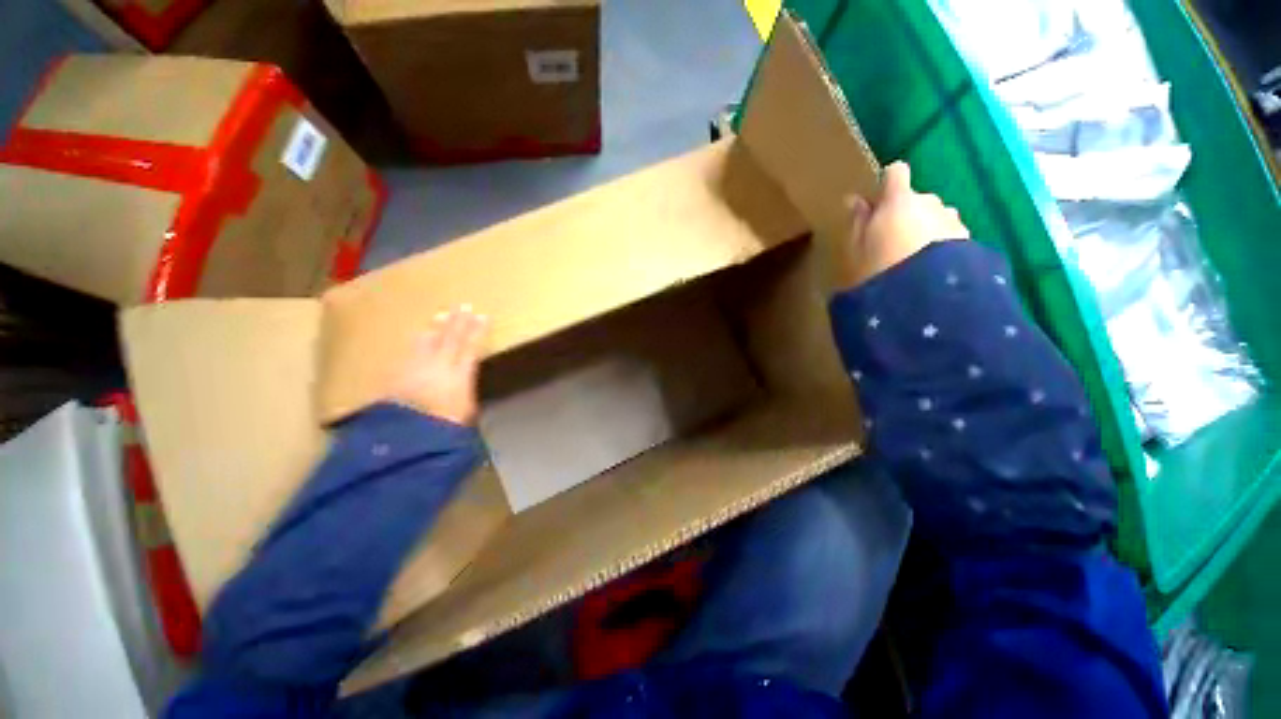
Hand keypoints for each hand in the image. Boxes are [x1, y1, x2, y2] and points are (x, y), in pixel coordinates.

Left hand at [389, 306, 487, 425]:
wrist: (404, 439)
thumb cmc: (445, 429)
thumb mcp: (466, 413)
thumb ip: (467, 394)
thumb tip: (466, 385)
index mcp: (459, 375)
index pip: (471, 347)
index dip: (477, 331)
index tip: (483, 316)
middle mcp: (437, 366)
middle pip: (449, 339)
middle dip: (458, 322)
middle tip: (463, 306)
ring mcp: (413, 369)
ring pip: (426, 341)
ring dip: (435, 328)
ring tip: (440, 316)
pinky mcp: (395, 376)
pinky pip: (409, 353)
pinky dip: (416, 343)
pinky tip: (417, 339)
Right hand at [836, 161, 969, 289]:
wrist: (925, 292)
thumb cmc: (880, 266)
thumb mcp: (857, 247)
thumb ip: (858, 221)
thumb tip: (855, 199)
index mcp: (899, 200)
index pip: (896, 172)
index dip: (888, 182)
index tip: (880, 200)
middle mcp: (928, 202)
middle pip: (917, 198)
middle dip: (907, 213)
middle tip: (893, 240)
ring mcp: (951, 219)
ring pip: (936, 216)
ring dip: (927, 228)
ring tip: (916, 256)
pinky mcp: (967, 239)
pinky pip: (950, 234)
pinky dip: (942, 244)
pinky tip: (932, 267)